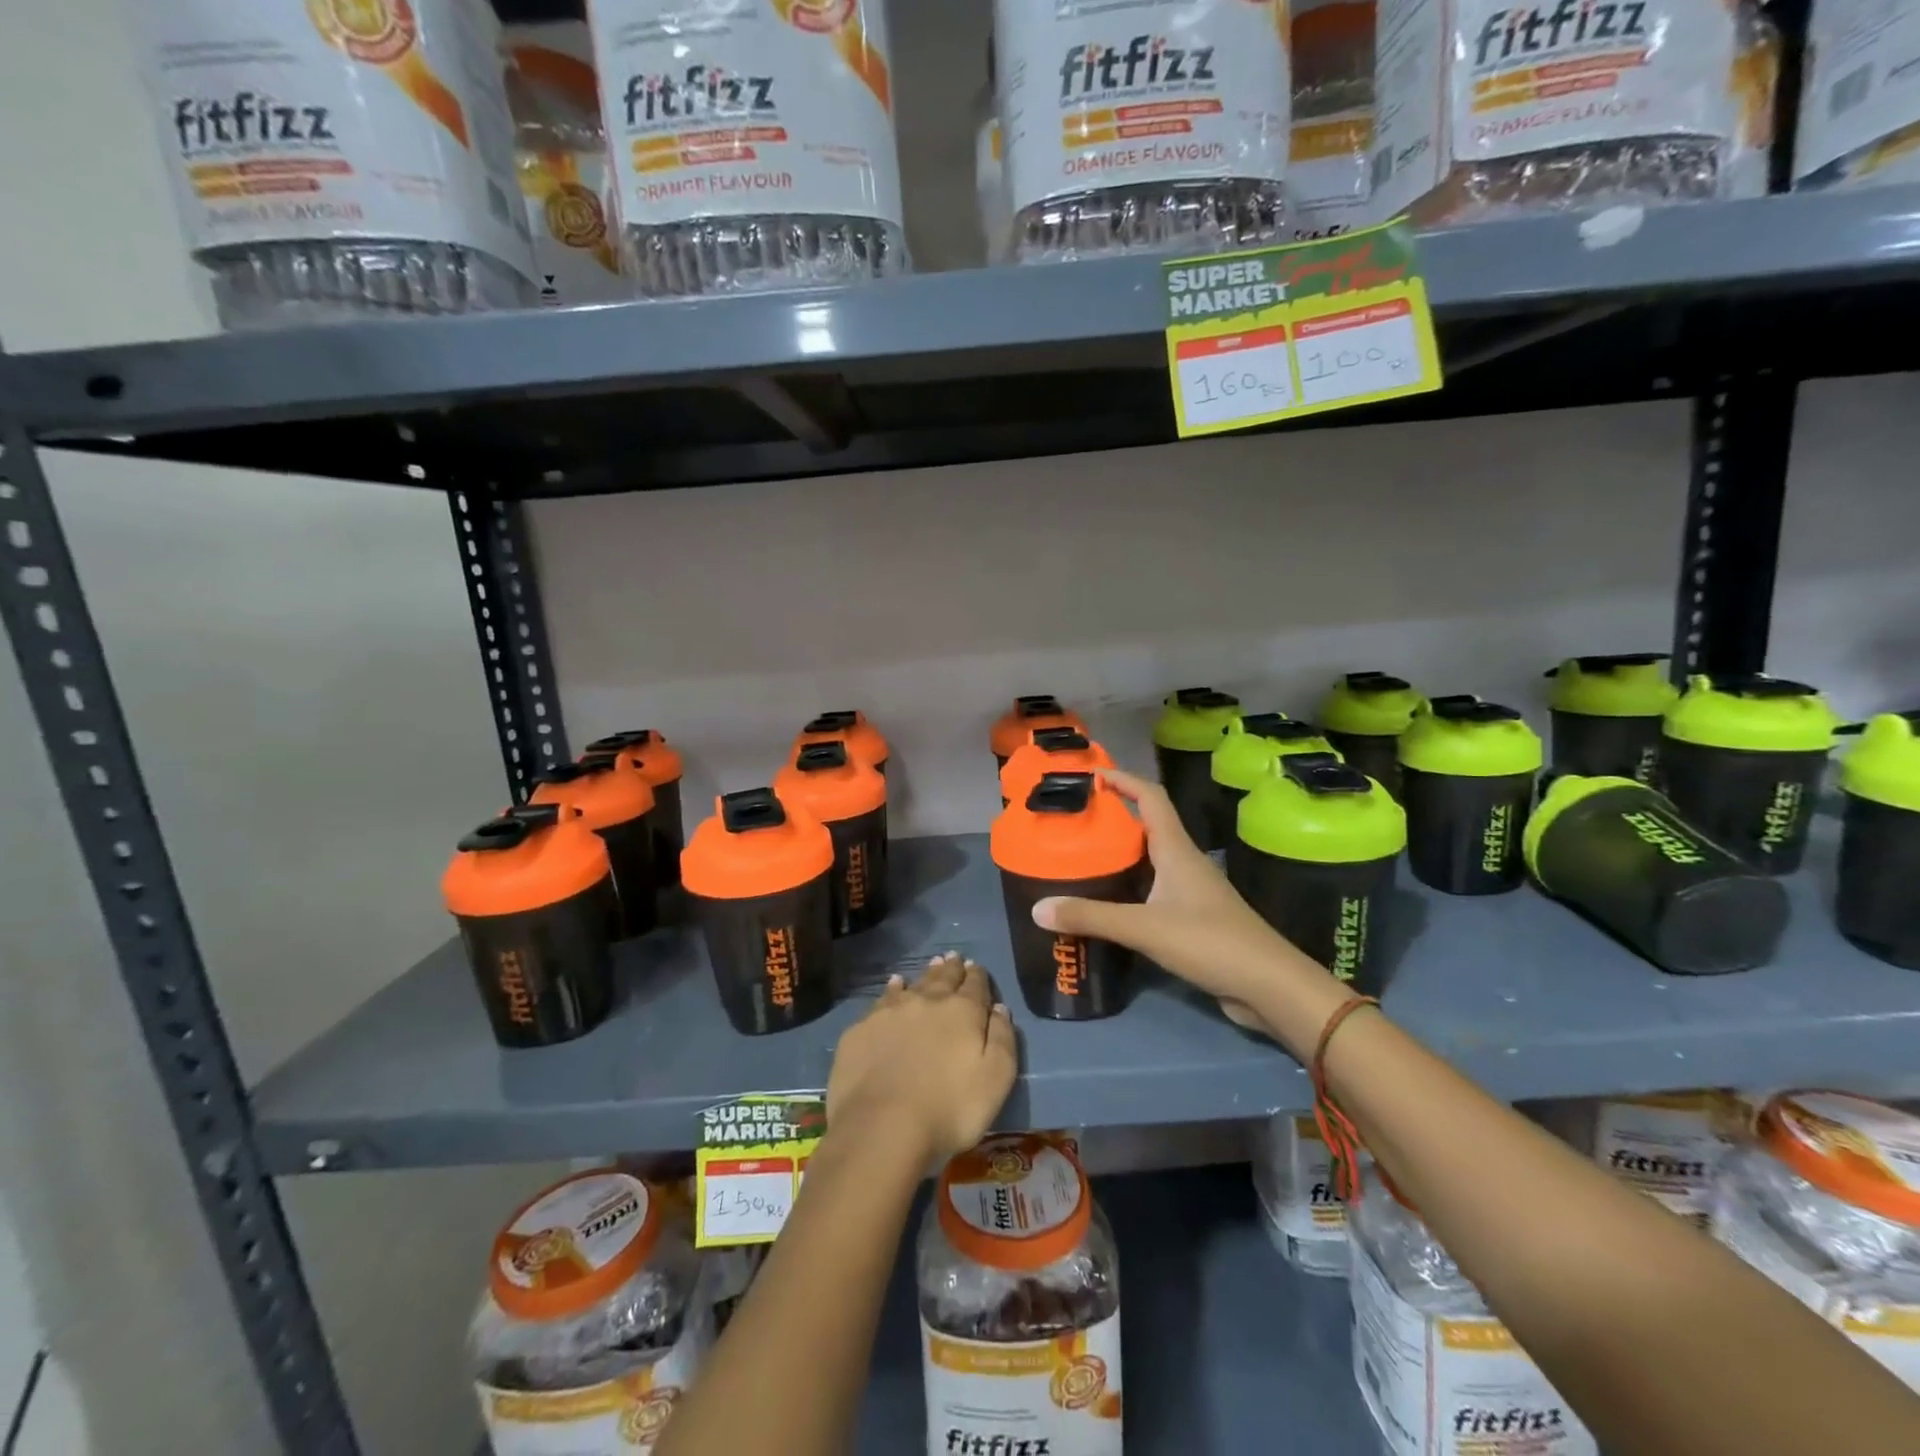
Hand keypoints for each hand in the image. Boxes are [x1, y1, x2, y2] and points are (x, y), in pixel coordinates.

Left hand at [825, 954, 1017, 1165]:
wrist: (882, 1126)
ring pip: (913, 985)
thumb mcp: (996, 1080)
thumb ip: (1002, 1039)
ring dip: (925, 975)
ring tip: (931, 965)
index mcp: (963, 1012)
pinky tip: (894, 986)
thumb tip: (999, 1009)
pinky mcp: (862, 1029)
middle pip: (943, 978)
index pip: (975, 985)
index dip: (977, 976)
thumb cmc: (950, 1109)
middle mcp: (927, 1001)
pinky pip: (882, 999)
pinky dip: (892, 990)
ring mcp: (890, 1012)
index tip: (976, 967)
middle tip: (954, 958)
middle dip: (951, 968)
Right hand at [1032, 768, 1343, 1047]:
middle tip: (1073, 822)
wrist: (1269, 986)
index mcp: (1176, 850)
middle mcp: (1184, 862)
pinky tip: (1107, 903)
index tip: (1090, 775)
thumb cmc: (1210, 942)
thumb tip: (1037, 909)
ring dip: (1119, 854)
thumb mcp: (1144, 927)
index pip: (1150, 797)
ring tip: (1080, 858)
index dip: (1123, 779)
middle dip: (1112, 817)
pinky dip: (1128, 887)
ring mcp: (1191, 891)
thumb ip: (1091, 917)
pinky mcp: (1192, 918)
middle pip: (1146, 825)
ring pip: (1149, 860)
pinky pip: (1153, 890)